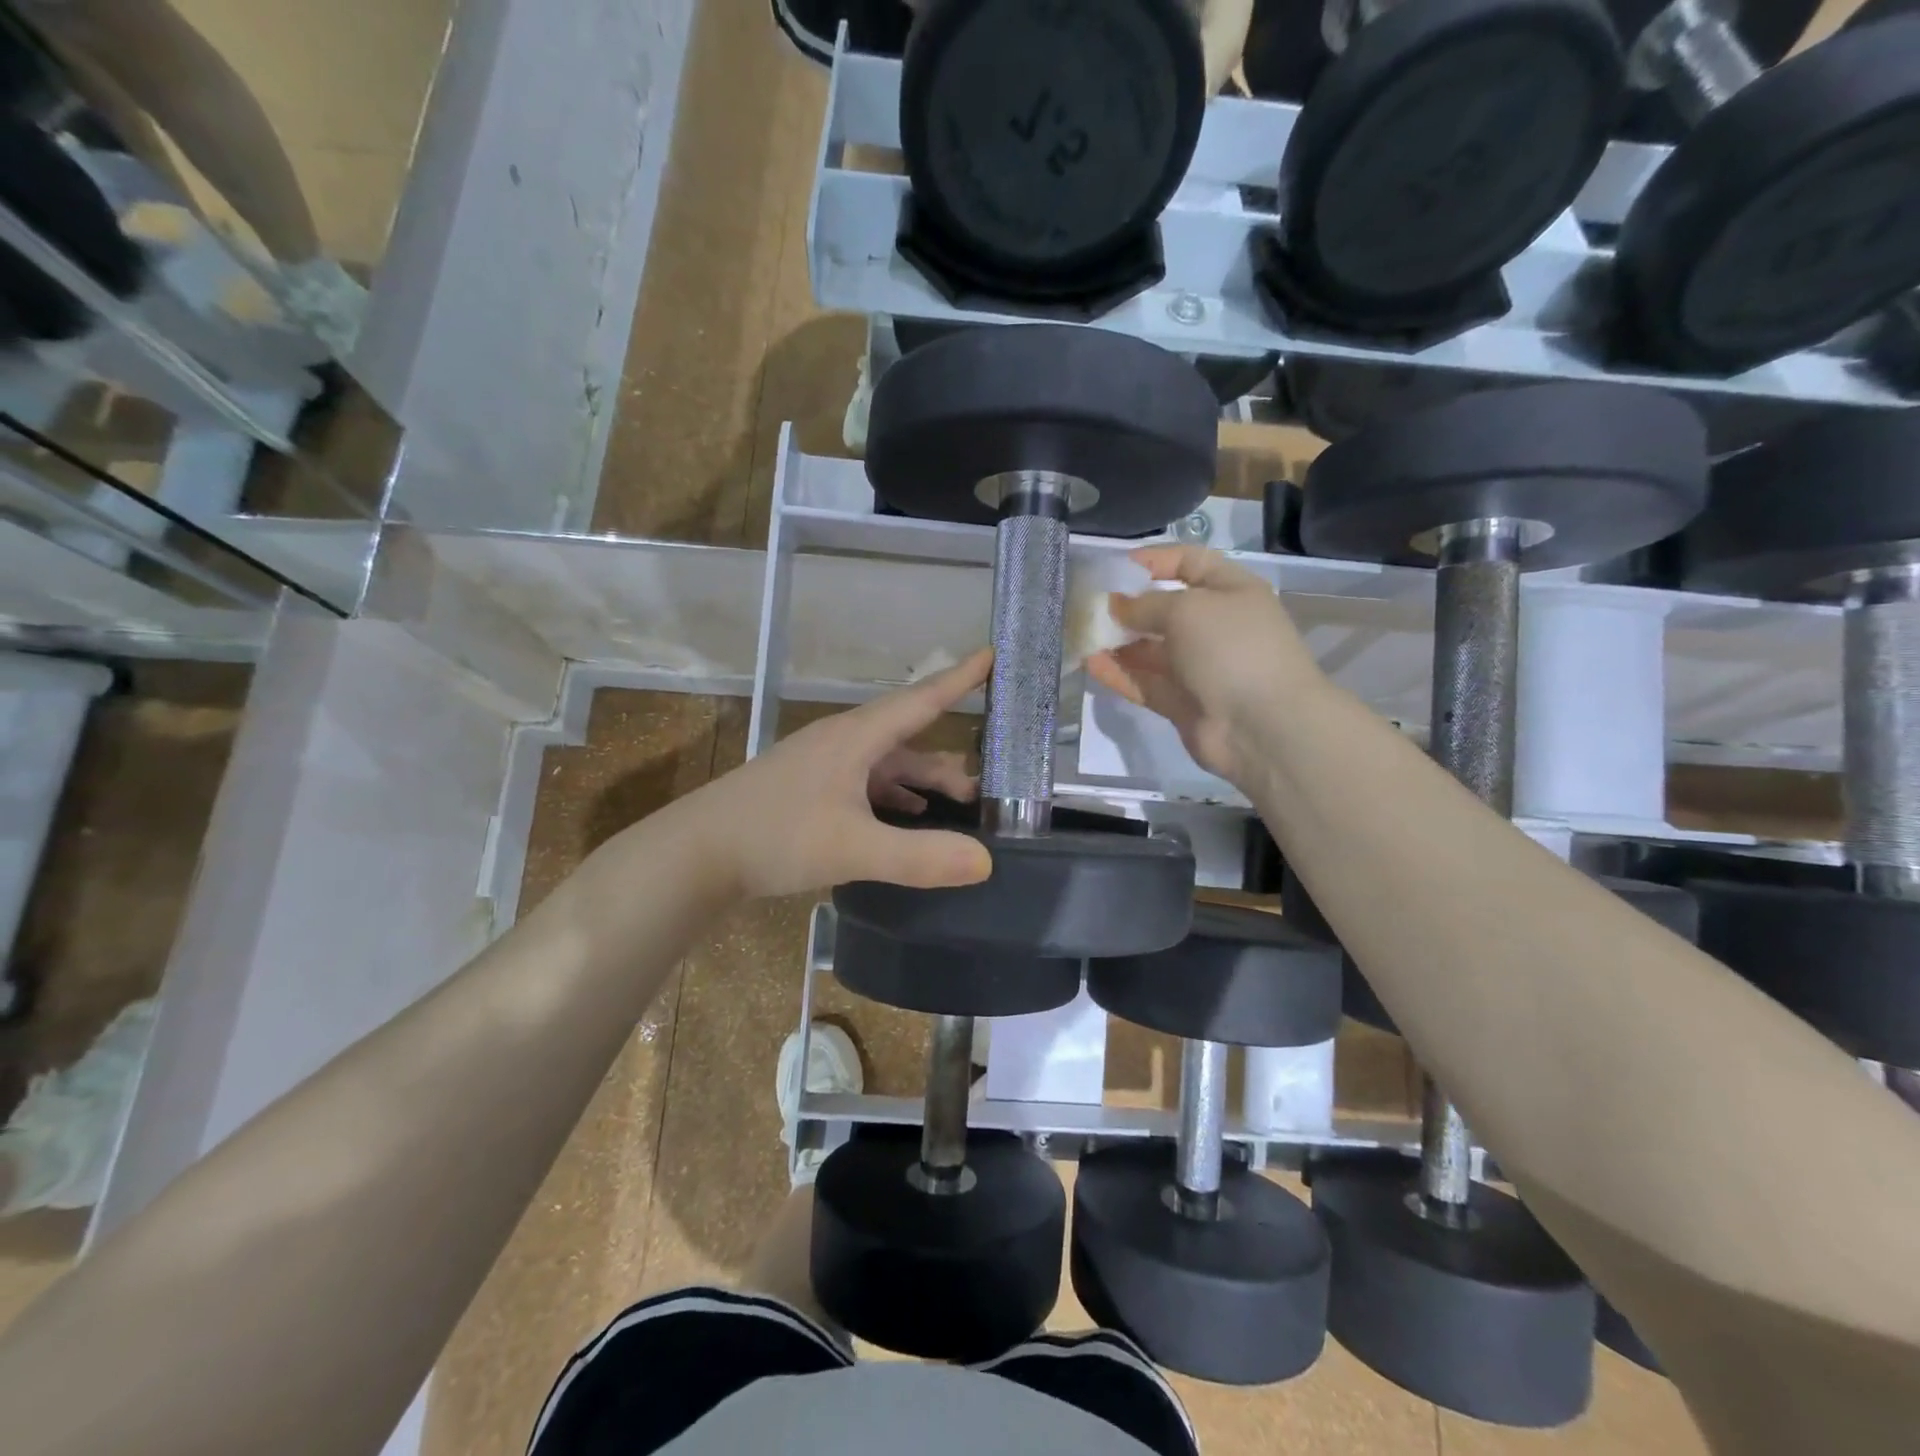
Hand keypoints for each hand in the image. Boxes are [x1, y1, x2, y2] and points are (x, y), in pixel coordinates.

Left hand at [689, 650, 995, 899]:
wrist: (695, 853)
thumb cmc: (775, 837)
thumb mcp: (853, 849)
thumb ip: (920, 856)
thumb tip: (986, 860)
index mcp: (856, 738)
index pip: (921, 698)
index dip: (961, 678)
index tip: (994, 654)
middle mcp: (842, 743)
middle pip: (908, 739)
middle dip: (947, 761)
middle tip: (985, 788)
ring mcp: (823, 766)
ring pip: (887, 765)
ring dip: (921, 782)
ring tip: (956, 805)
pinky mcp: (809, 790)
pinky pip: (866, 784)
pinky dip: (894, 797)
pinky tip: (906, 817)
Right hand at [1087, 545, 1320, 785]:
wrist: (1263, 727)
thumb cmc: (1232, 649)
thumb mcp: (1187, 609)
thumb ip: (1145, 604)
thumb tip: (1115, 605)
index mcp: (1231, 592)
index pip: (1190, 563)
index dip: (1154, 560)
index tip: (1114, 567)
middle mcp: (1215, 626)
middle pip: (1164, 609)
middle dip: (1126, 605)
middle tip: (1086, 605)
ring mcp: (1198, 667)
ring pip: (1149, 649)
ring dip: (1117, 641)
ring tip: (1080, 634)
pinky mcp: (1181, 702)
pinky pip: (1144, 682)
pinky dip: (1119, 673)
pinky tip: (1090, 664)